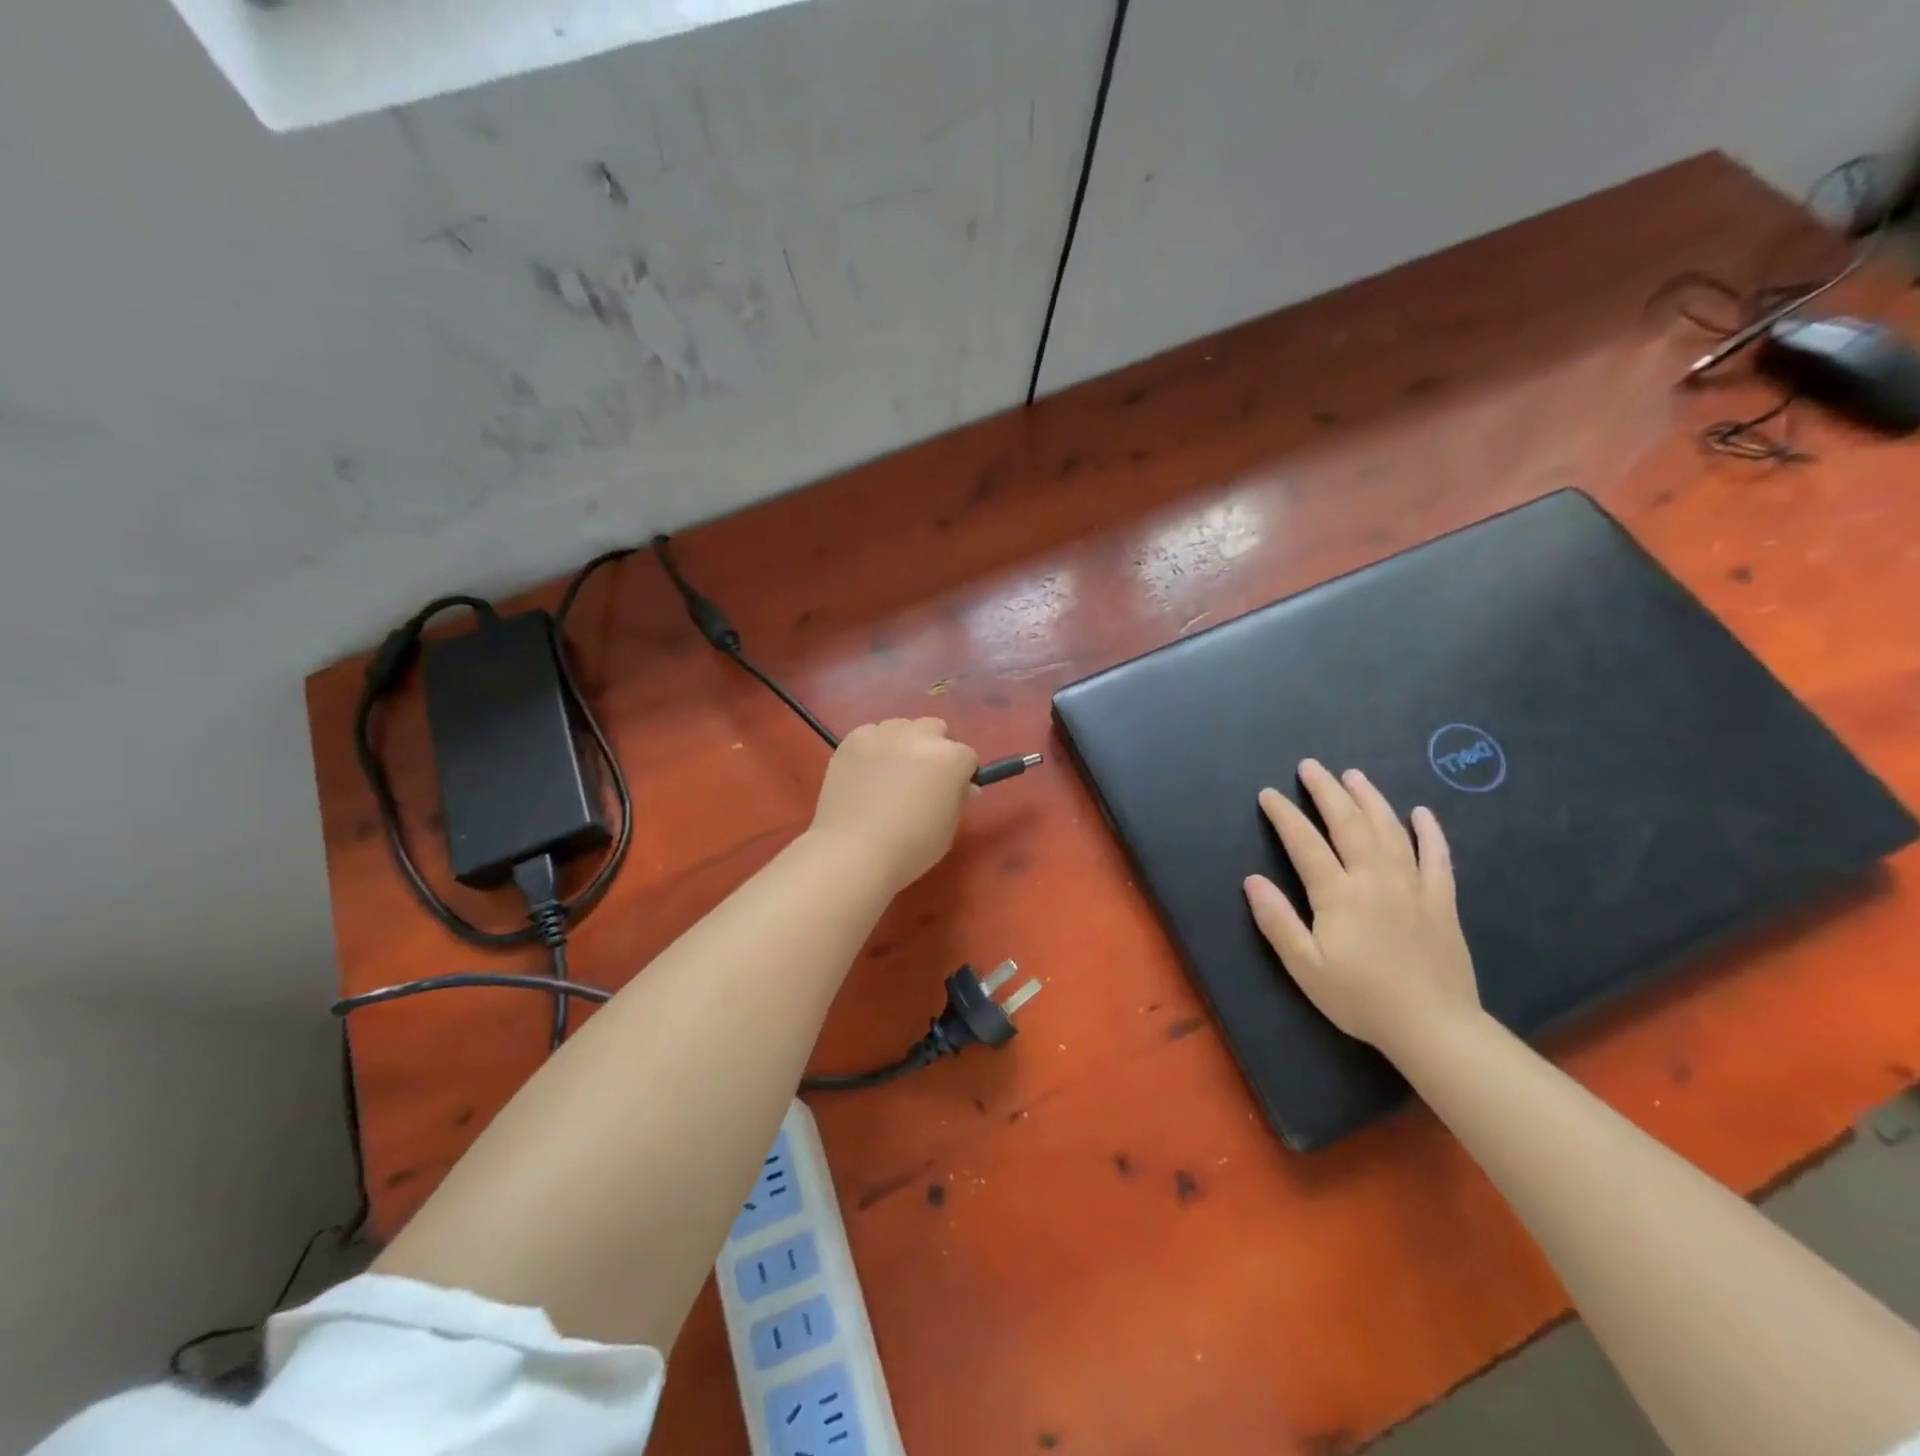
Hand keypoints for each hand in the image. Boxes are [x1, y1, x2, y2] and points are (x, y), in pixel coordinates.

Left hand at [809, 719, 979, 893]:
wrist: (853, 851)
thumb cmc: (910, 848)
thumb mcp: (948, 829)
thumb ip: (957, 799)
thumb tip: (963, 787)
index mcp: (952, 758)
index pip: (966, 757)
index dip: (959, 776)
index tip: (949, 794)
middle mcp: (920, 736)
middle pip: (935, 729)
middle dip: (933, 749)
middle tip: (920, 779)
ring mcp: (883, 734)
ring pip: (901, 727)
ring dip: (902, 744)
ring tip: (888, 774)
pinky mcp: (853, 739)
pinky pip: (870, 734)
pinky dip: (873, 748)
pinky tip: (864, 773)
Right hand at [1243, 759, 1479, 1061]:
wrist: (1434, 1027)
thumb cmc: (1360, 998)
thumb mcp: (1305, 967)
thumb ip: (1277, 921)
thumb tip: (1252, 880)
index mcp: (1339, 894)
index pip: (1305, 843)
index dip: (1285, 815)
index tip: (1269, 794)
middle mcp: (1375, 879)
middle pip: (1349, 824)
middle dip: (1326, 792)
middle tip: (1311, 766)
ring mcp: (1413, 887)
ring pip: (1390, 830)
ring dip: (1370, 799)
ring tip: (1353, 776)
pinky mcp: (1441, 901)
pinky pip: (1437, 857)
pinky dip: (1429, 832)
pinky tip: (1421, 813)